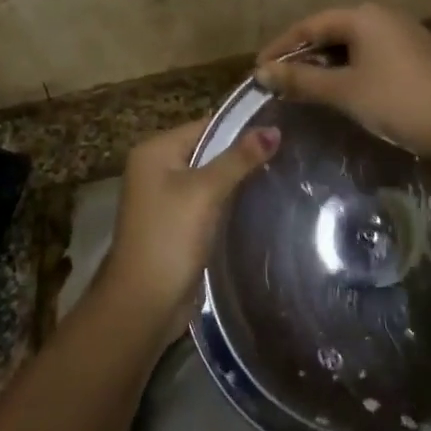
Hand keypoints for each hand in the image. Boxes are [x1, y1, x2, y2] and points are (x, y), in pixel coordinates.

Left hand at [98, 119, 280, 339]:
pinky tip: (258, 203)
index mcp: (155, 150)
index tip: (281, 130)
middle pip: (207, 150)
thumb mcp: (206, 192)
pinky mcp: (175, 224)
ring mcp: (163, 198)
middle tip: (286, 153)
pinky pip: (206, 202)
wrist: (143, 305)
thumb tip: (274, 128)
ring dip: (237, 180)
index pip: (206, 125)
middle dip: (241, 155)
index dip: (242, 128)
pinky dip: (227, 202)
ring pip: (209, 178)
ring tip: (280, 174)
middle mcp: (155, 168)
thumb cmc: (170, 237)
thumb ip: (239, 159)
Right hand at [253, 4, 430, 160]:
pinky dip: (352, 68)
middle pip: (332, 30)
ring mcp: (405, 33)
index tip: (259, 69)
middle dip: (304, 55)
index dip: (282, 47)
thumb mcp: (345, 92)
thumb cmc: (398, 102)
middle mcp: (384, 15)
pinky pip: (373, 54)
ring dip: (328, 64)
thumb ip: (301, 80)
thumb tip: (262, 72)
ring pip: (354, 44)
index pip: (311, 24)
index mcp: (364, 15)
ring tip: (306, 87)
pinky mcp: (419, 54)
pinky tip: (345, 90)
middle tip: (280, 80)